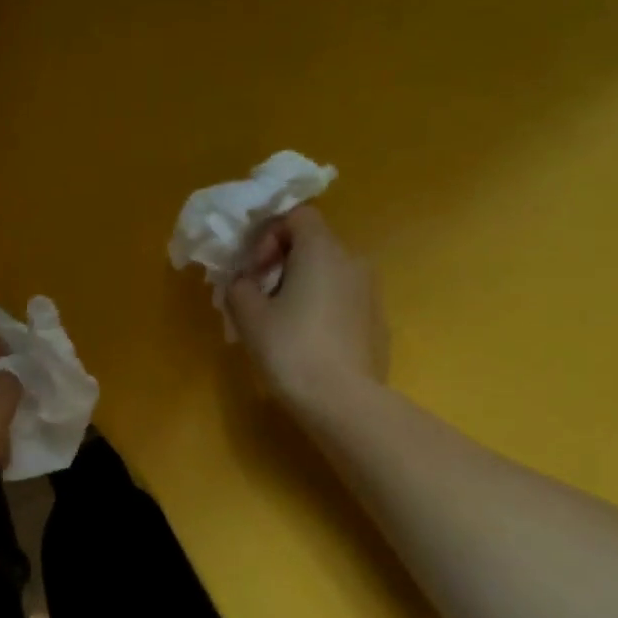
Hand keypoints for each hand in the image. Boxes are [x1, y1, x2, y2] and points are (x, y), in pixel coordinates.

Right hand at [224, 206, 386, 418]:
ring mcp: (370, 293)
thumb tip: (245, 282)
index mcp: (322, 250)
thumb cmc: (290, 348)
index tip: (254, 269)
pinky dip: (322, 309)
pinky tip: (307, 343)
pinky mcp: (377, 322)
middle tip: (259, 297)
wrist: (343, 401)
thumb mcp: (249, 315)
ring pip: (329, 275)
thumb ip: (240, 286)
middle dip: (281, 264)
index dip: (270, 235)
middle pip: (313, 245)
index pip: (298, 216)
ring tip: (280, 323)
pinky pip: (342, 301)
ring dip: (301, 287)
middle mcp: (353, 261)